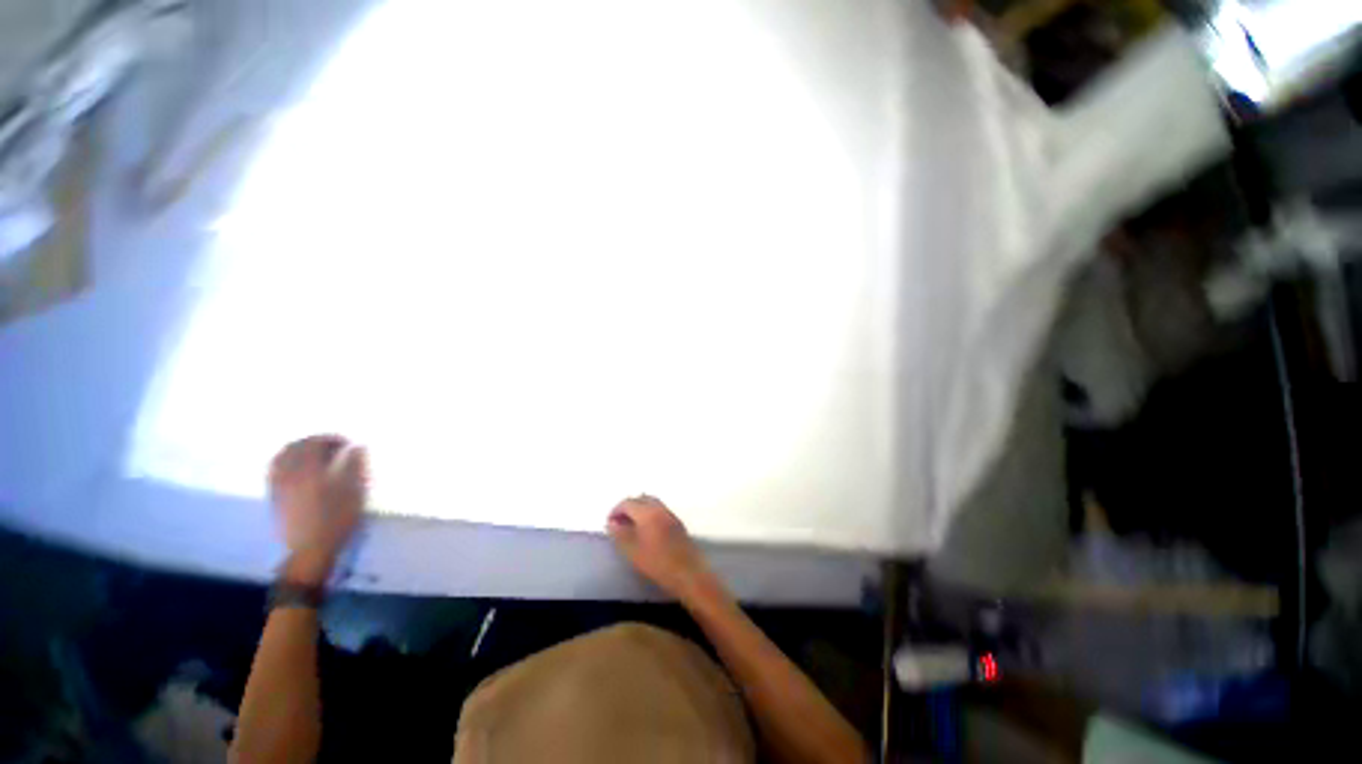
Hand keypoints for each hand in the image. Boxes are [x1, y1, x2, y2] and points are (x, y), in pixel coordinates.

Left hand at [269, 435, 368, 583]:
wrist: (309, 551)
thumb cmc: (337, 520)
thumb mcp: (354, 492)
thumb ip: (355, 466)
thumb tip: (357, 447)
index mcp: (309, 470)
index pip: (315, 443)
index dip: (331, 438)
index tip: (348, 443)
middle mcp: (289, 474)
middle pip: (295, 447)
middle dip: (314, 442)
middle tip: (332, 446)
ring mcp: (278, 485)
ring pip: (281, 457)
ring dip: (298, 450)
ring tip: (315, 454)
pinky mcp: (274, 497)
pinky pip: (275, 470)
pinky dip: (286, 462)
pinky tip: (298, 468)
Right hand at [607, 495, 711, 599]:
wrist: (688, 573)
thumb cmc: (657, 563)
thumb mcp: (632, 551)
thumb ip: (620, 535)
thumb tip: (611, 523)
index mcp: (648, 512)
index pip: (628, 502)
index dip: (616, 510)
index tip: (609, 523)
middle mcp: (660, 508)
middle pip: (641, 499)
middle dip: (628, 507)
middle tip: (619, 522)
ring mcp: (670, 514)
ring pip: (652, 503)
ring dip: (639, 510)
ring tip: (630, 526)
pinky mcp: (677, 523)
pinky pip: (659, 510)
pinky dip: (649, 514)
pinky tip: (646, 530)